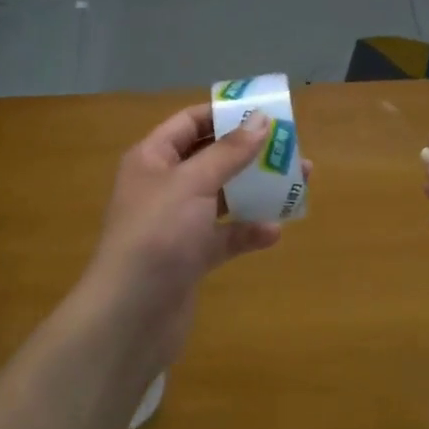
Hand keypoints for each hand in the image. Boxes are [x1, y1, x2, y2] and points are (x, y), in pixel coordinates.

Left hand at [78, 104, 288, 365]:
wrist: (131, 317)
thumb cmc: (157, 236)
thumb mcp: (192, 184)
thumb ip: (228, 152)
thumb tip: (260, 119)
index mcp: (153, 159)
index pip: (190, 122)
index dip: (224, 114)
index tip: (264, 111)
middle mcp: (164, 186)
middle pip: (211, 158)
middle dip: (250, 152)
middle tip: (290, 146)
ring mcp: (177, 223)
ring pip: (223, 197)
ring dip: (257, 190)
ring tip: (298, 182)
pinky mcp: (191, 257)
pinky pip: (225, 236)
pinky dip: (248, 232)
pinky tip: (273, 232)